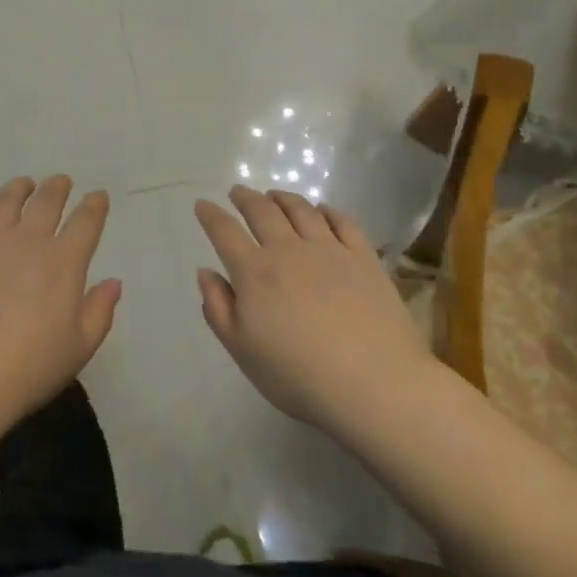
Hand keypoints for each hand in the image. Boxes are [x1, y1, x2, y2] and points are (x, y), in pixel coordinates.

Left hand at [0, 176, 120, 436]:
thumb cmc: (26, 371)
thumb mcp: (78, 350)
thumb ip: (99, 312)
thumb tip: (113, 281)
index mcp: (62, 263)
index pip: (85, 222)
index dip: (94, 206)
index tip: (98, 196)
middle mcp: (25, 241)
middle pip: (45, 202)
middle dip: (57, 188)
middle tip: (60, 182)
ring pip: (4, 202)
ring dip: (17, 189)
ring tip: (23, 185)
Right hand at [195, 186, 433, 433]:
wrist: (373, 384)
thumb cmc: (298, 376)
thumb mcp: (242, 351)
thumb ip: (218, 309)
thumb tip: (206, 272)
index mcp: (254, 272)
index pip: (225, 232)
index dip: (211, 215)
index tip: (203, 204)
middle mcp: (288, 250)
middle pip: (262, 211)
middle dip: (245, 197)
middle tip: (238, 192)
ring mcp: (329, 249)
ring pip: (301, 209)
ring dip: (283, 198)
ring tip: (275, 196)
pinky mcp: (363, 257)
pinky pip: (342, 221)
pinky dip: (327, 210)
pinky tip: (322, 211)